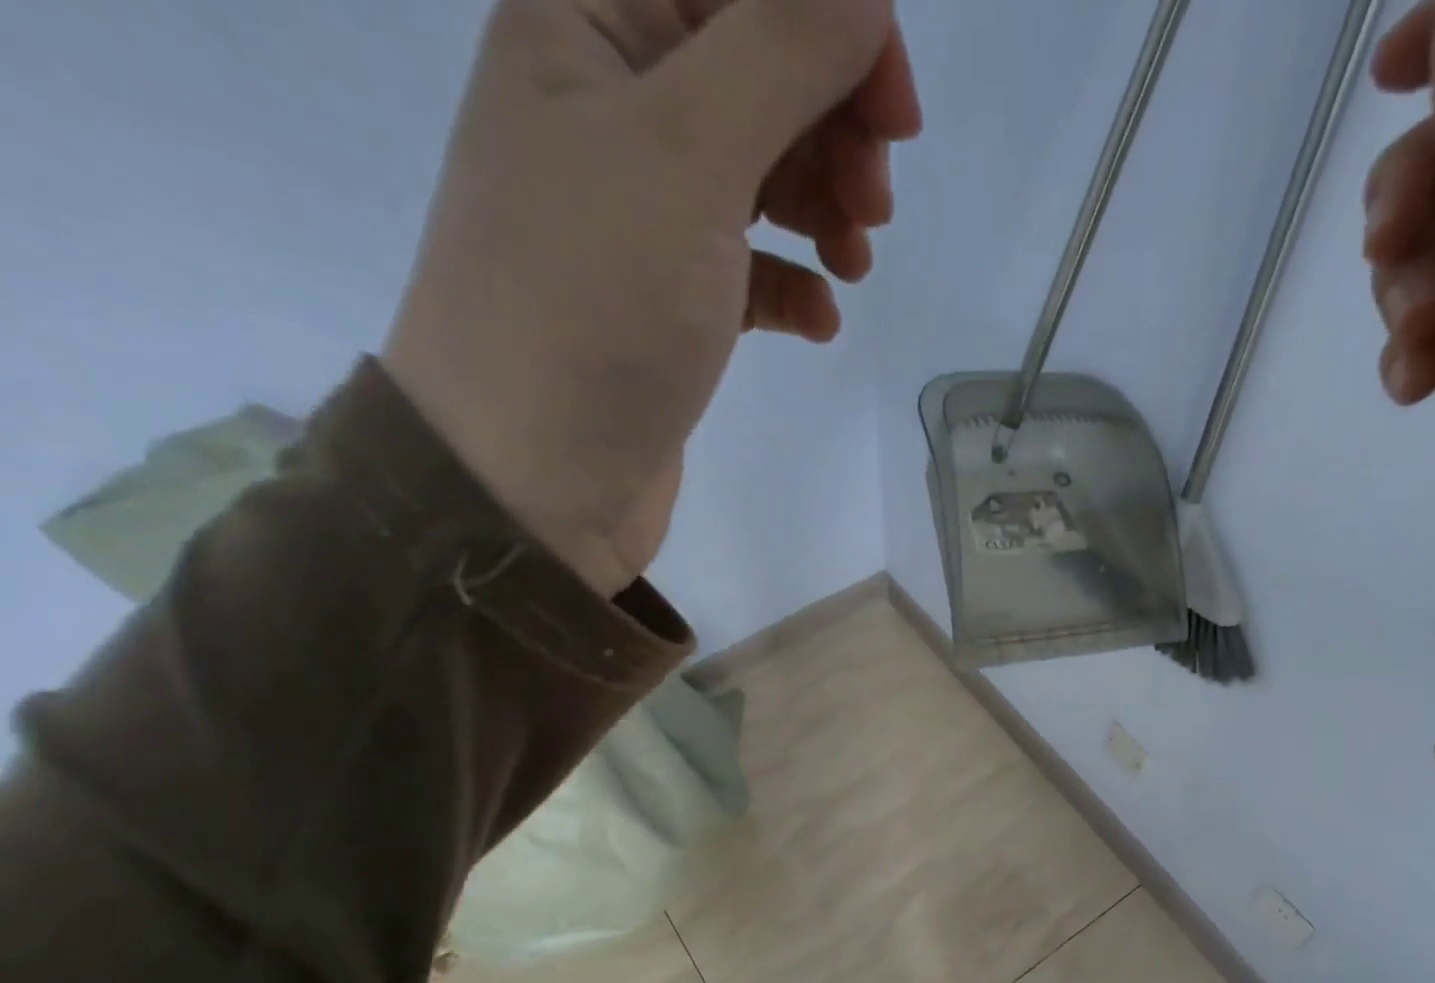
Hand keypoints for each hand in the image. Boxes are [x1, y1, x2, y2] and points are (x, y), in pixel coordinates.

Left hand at [383, 0, 921, 594]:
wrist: (530, 478)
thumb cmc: (593, 306)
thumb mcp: (685, 152)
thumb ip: (780, 50)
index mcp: (588, 21)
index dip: (834, 30)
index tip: (897, 116)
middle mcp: (610, 104)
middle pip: (758, 74)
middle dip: (833, 129)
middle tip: (873, 206)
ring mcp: (640, 213)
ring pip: (762, 174)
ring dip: (825, 209)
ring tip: (853, 268)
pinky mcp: (668, 302)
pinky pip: (749, 267)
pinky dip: (793, 285)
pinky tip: (818, 321)